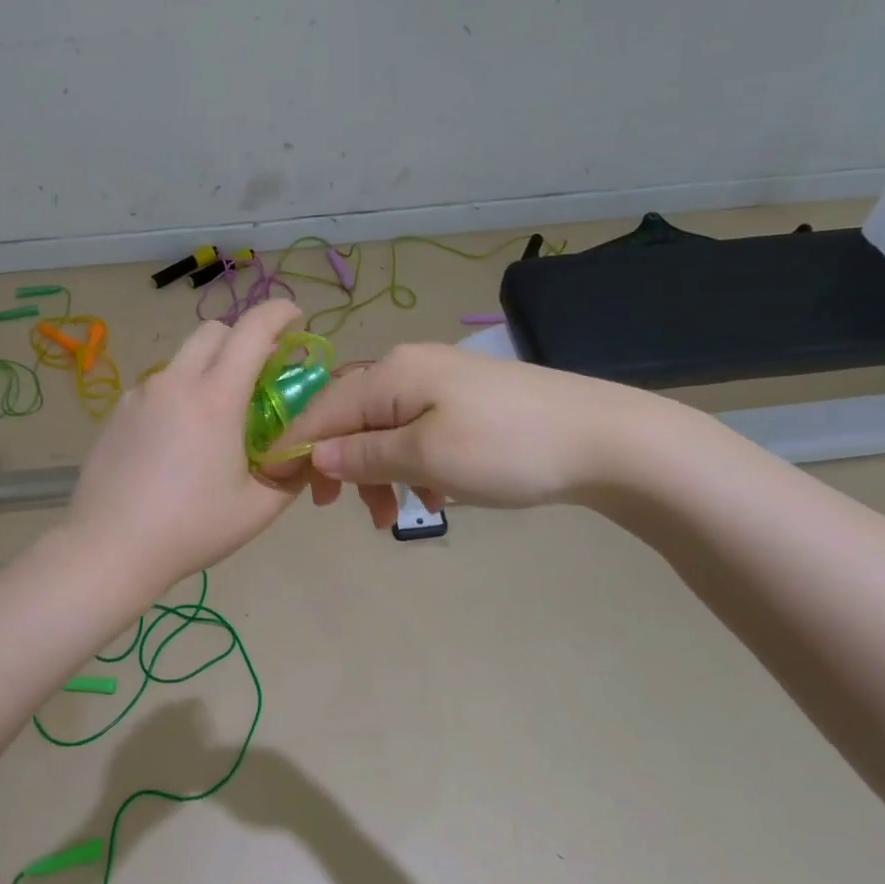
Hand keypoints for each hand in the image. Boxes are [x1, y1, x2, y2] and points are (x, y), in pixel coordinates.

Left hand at [62, 300, 306, 595]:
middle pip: (214, 331)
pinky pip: (159, 387)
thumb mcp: (259, 508)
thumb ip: (292, 471)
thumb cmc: (191, 529)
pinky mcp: (118, 412)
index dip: (280, 313)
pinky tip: (178, 442)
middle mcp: (175, 383)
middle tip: (260, 374)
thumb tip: (307, 446)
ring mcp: (141, 395)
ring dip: (209, 368)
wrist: (109, 548)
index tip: (296, 318)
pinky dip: (180, 394)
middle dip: (244, 338)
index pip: (253, 331)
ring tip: (217, 419)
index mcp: (215, 399)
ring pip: (183, 359)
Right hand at [282, 342, 690, 528]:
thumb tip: (317, 455)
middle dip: (344, 466)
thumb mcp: (426, 456)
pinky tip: (434, 496)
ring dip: (380, 473)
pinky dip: (413, 466)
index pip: (323, 408)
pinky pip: (419, 432)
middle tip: (348, 512)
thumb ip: (364, 455)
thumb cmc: (505, 448)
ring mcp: (443, 383)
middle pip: (352, 417)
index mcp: (391, 373)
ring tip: (393, 516)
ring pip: (386, 429)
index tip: (279, 487)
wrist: (605, 439)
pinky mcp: (468, 402)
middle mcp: (409, 367)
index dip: (297, 446)